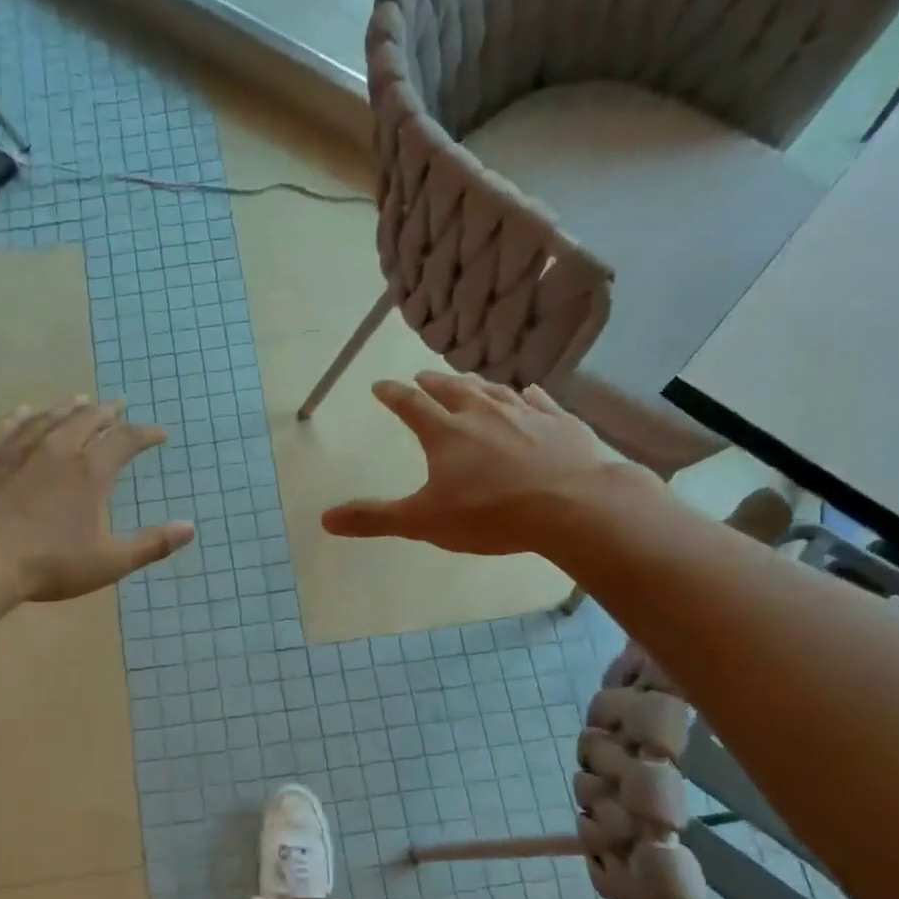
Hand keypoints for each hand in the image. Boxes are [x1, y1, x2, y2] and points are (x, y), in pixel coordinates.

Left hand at [0, 397, 194, 601]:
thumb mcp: (109, 561)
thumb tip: (190, 528)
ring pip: (48, 418)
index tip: (159, 434)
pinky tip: (24, 412)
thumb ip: (152, 544)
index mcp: (91, 471)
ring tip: (79, 400)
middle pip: (87, 419)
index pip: (126, 440)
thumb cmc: (49, 564)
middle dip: (107, 412)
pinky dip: (21, 416)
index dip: (146, 434)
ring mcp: (17, 449)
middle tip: (117, 406)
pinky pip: (6, 426)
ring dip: (68, 408)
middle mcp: (57, 448)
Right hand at [321, 372, 651, 555]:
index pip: (410, 405)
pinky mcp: (561, 422)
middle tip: (420, 377)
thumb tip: (324, 519)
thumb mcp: (423, 522)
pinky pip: (538, 400)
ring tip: (466, 380)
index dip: (393, 395)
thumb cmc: (491, 514)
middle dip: (432, 383)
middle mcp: (482, 413)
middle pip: (451, 389)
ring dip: (474, 383)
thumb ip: (374, 519)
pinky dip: (526, 394)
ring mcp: (525, 414)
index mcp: (446, 433)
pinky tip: (528, 392)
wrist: (574, 506)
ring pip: (493, 390)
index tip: (380, 385)